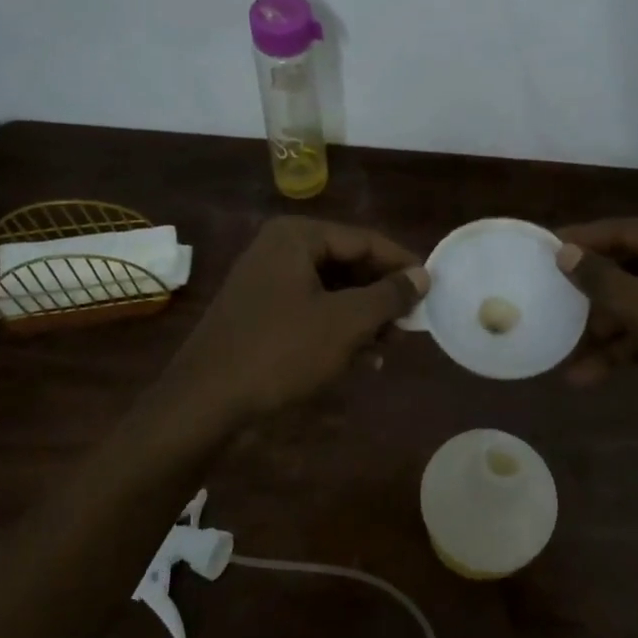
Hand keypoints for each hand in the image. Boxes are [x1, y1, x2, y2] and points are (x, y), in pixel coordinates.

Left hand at [168, 217, 428, 425]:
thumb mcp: (345, 323)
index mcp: (298, 236)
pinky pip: (311, 311)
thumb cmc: (281, 351)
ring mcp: (267, 281)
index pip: (365, 240)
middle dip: (381, 297)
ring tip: (391, 347)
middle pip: (348, 264)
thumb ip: (389, 295)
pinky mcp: (260, 313)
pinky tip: (363, 360)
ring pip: (331, 291)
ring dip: (363, 318)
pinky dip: (337, 330)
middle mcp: (280, 249)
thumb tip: (423, 276)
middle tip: (412, 325)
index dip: (402, 265)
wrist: (205, 400)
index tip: (432, 290)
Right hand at [556, 215, 637, 491]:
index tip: (540, 250)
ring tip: (563, 353)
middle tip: (547, 303)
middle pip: (632, 267)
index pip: (627, 230)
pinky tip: (588, 375)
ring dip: (605, 330)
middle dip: (592, 295)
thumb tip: (564, 252)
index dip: (582, 242)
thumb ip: (604, 280)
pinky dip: (627, 348)